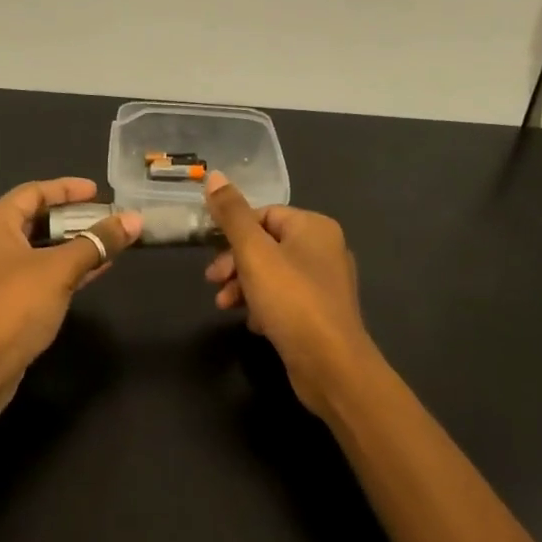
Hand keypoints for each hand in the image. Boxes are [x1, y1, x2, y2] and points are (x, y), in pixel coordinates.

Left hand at [0, 178, 140, 419]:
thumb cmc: (15, 306)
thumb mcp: (60, 269)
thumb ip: (98, 242)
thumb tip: (135, 219)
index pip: (33, 192)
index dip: (67, 188)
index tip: (99, 191)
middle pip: (35, 218)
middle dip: (73, 218)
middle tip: (107, 218)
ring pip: (38, 248)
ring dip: (72, 245)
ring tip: (108, 242)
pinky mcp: (3, 301)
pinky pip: (38, 273)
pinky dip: (64, 269)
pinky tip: (95, 270)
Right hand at [202, 172, 380, 416]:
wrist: (331, 365)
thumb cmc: (291, 300)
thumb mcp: (254, 253)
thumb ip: (232, 215)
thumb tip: (214, 176)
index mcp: (314, 227)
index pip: (264, 214)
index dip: (234, 231)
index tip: (210, 252)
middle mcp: (324, 249)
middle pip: (266, 244)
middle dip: (235, 263)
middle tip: (212, 282)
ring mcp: (325, 283)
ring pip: (272, 274)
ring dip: (244, 286)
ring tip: (225, 306)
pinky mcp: (320, 313)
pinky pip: (284, 299)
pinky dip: (264, 306)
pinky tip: (253, 324)